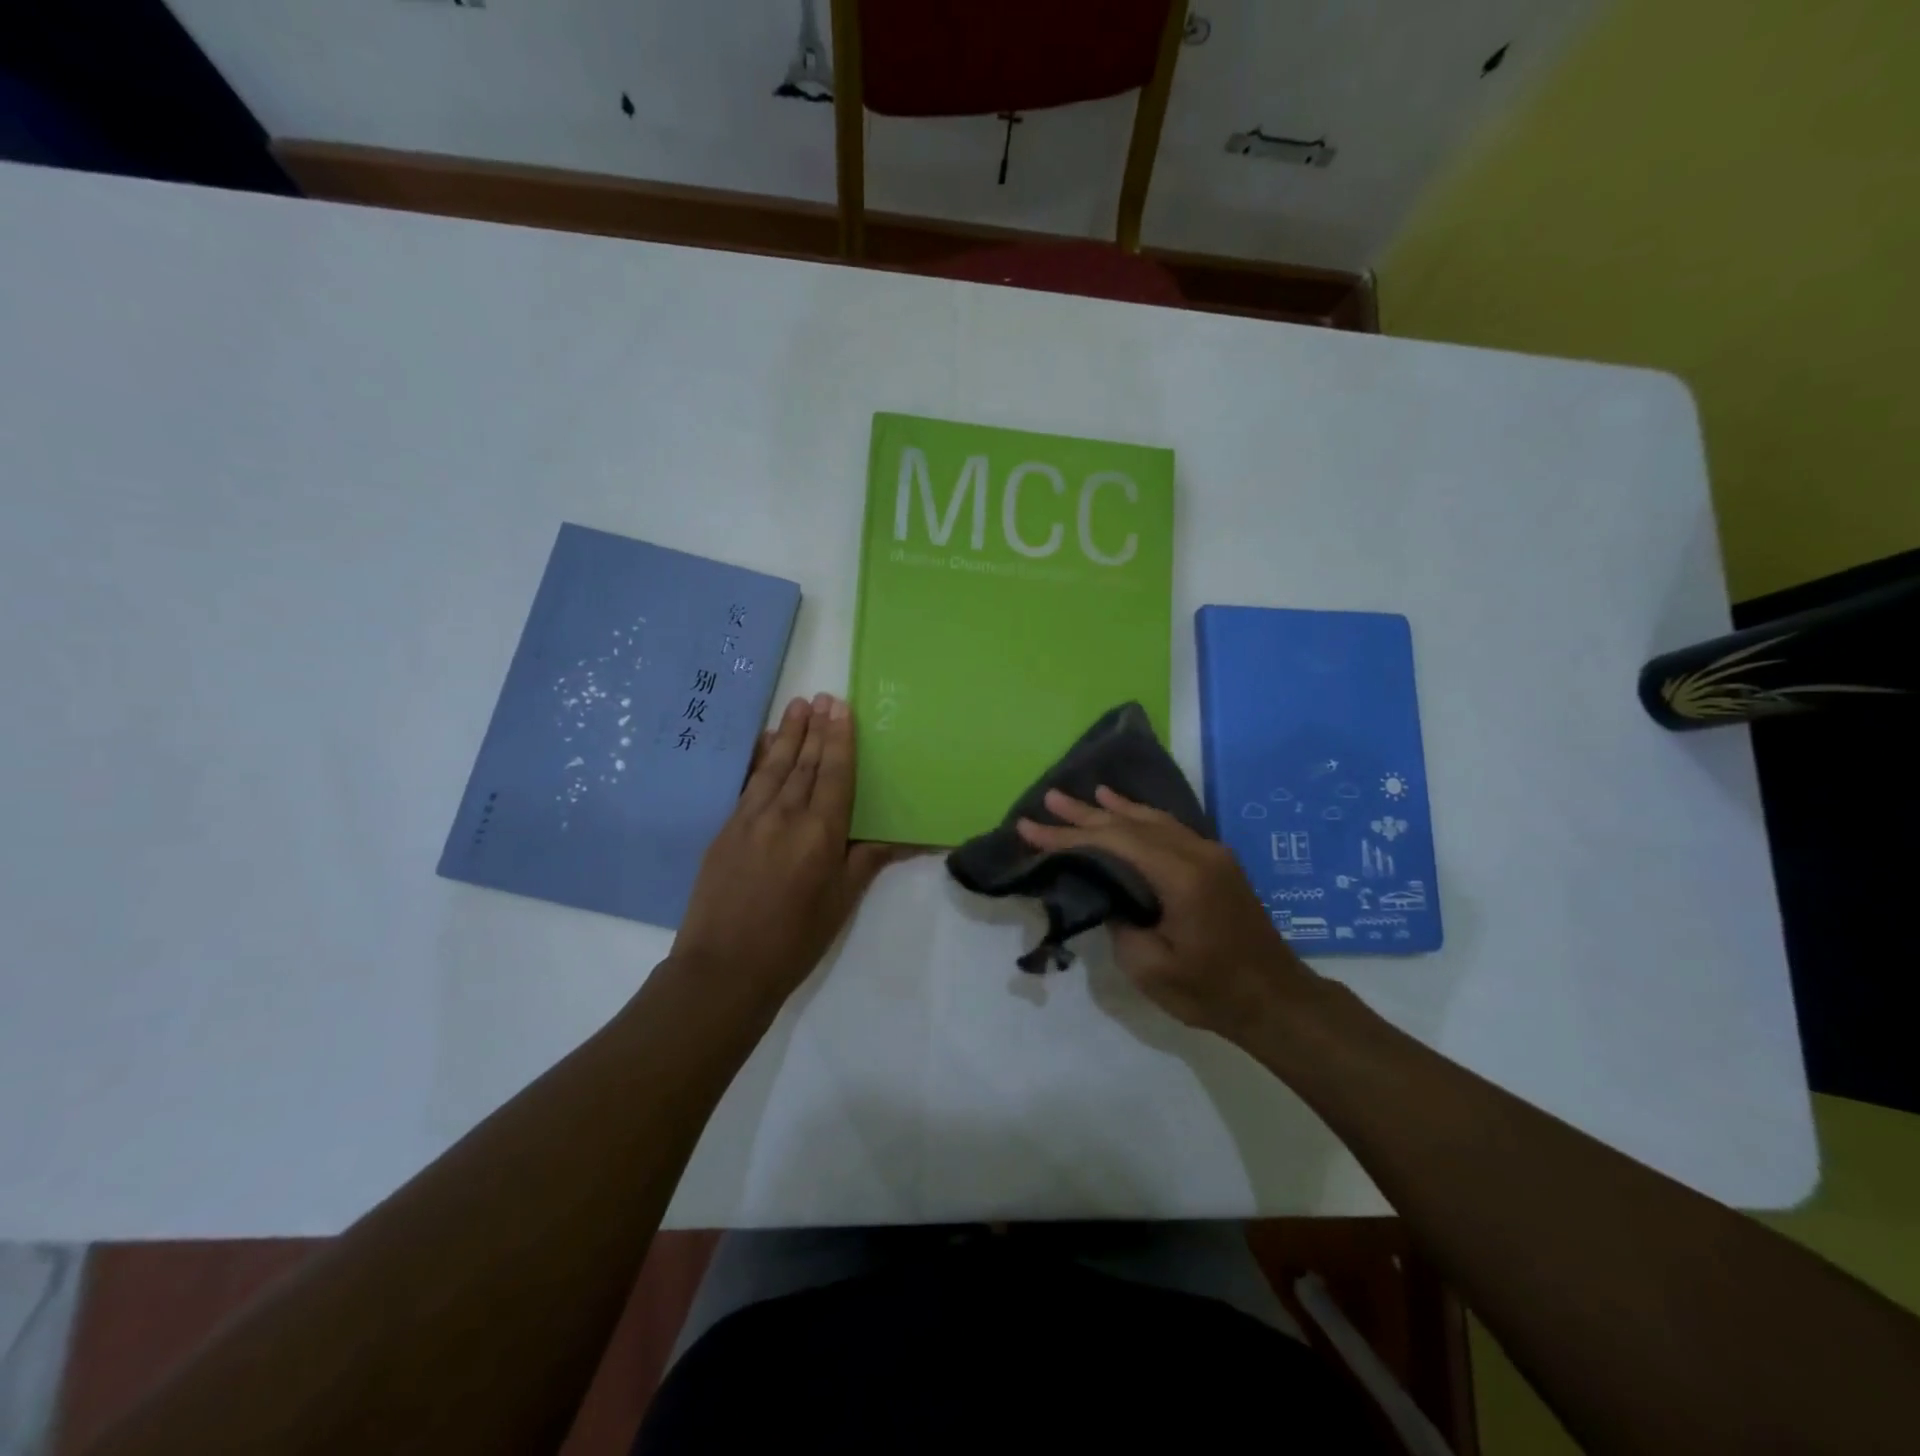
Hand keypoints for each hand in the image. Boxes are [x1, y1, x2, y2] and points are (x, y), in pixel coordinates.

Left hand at [673, 693, 901, 1012]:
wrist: (724, 968)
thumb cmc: (794, 939)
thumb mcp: (841, 902)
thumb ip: (867, 860)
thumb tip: (904, 837)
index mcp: (820, 833)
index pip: (834, 775)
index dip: (840, 740)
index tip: (841, 709)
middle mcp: (786, 816)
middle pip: (805, 763)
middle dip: (816, 729)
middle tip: (824, 698)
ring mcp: (750, 819)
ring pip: (775, 766)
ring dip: (788, 734)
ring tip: (798, 706)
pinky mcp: (726, 829)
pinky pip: (747, 783)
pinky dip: (758, 759)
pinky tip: (764, 743)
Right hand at [1015, 786, 1314, 1040]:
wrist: (1277, 1000)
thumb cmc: (1213, 992)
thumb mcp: (1150, 969)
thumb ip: (1119, 923)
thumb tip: (1107, 895)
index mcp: (1181, 877)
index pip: (1114, 842)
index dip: (1068, 835)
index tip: (1031, 829)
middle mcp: (1197, 853)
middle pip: (1130, 824)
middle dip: (1084, 815)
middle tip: (1047, 800)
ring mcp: (1210, 854)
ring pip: (1151, 820)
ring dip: (1111, 809)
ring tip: (1078, 796)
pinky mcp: (1215, 863)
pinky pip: (1168, 828)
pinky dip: (1139, 817)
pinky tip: (1124, 809)